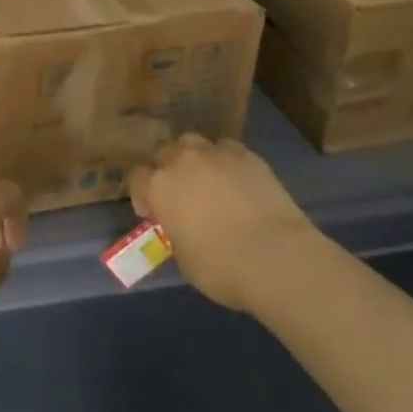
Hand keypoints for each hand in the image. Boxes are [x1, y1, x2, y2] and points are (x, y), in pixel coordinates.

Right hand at [129, 134, 315, 310]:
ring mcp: (215, 153)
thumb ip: (175, 232)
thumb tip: (182, 227)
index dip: (142, 195)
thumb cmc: (221, 267)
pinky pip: (226, 150)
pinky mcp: (246, 154)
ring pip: (193, 144)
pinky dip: (225, 162)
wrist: (276, 257)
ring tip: (207, 181)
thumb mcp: (183, 258)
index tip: (153, 213)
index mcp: (158, 185)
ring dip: (193, 159)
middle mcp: (182, 160)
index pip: (136, 177)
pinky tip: (236, 181)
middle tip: (180, 195)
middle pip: (164, 153)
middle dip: (167, 171)